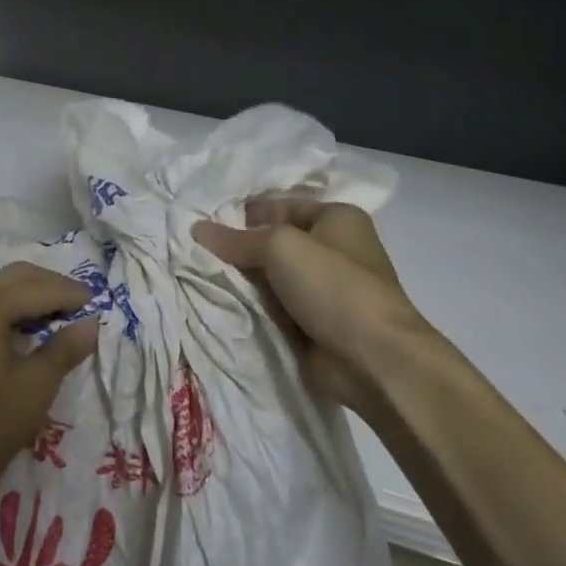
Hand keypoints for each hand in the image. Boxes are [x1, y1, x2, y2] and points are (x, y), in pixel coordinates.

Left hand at [0, 262, 100, 511]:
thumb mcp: (35, 388)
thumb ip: (65, 349)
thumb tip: (91, 323)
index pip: (39, 289)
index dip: (71, 294)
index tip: (98, 304)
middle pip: (16, 277)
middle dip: (50, 286)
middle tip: (81, 306)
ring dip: (28, 294)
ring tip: (58, 316)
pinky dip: (6, 306)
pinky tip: (25, 328)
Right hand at [194, 197, 428, 420]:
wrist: (371, 359)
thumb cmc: (334, 287)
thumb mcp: (281, 248)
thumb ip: (237, 239)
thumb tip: (197, 229)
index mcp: (336, 218)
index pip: (281, 205)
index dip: (244, 212)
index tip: (204, 223)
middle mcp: (332, 250)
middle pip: (273, 243)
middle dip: (238, 248)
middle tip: (194, 252)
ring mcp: (323, 290)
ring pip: (270, 278)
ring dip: (241, 281)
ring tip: (197, 277)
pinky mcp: (312, 323)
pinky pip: (273, 308)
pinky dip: (251, 308)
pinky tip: (218, 305)